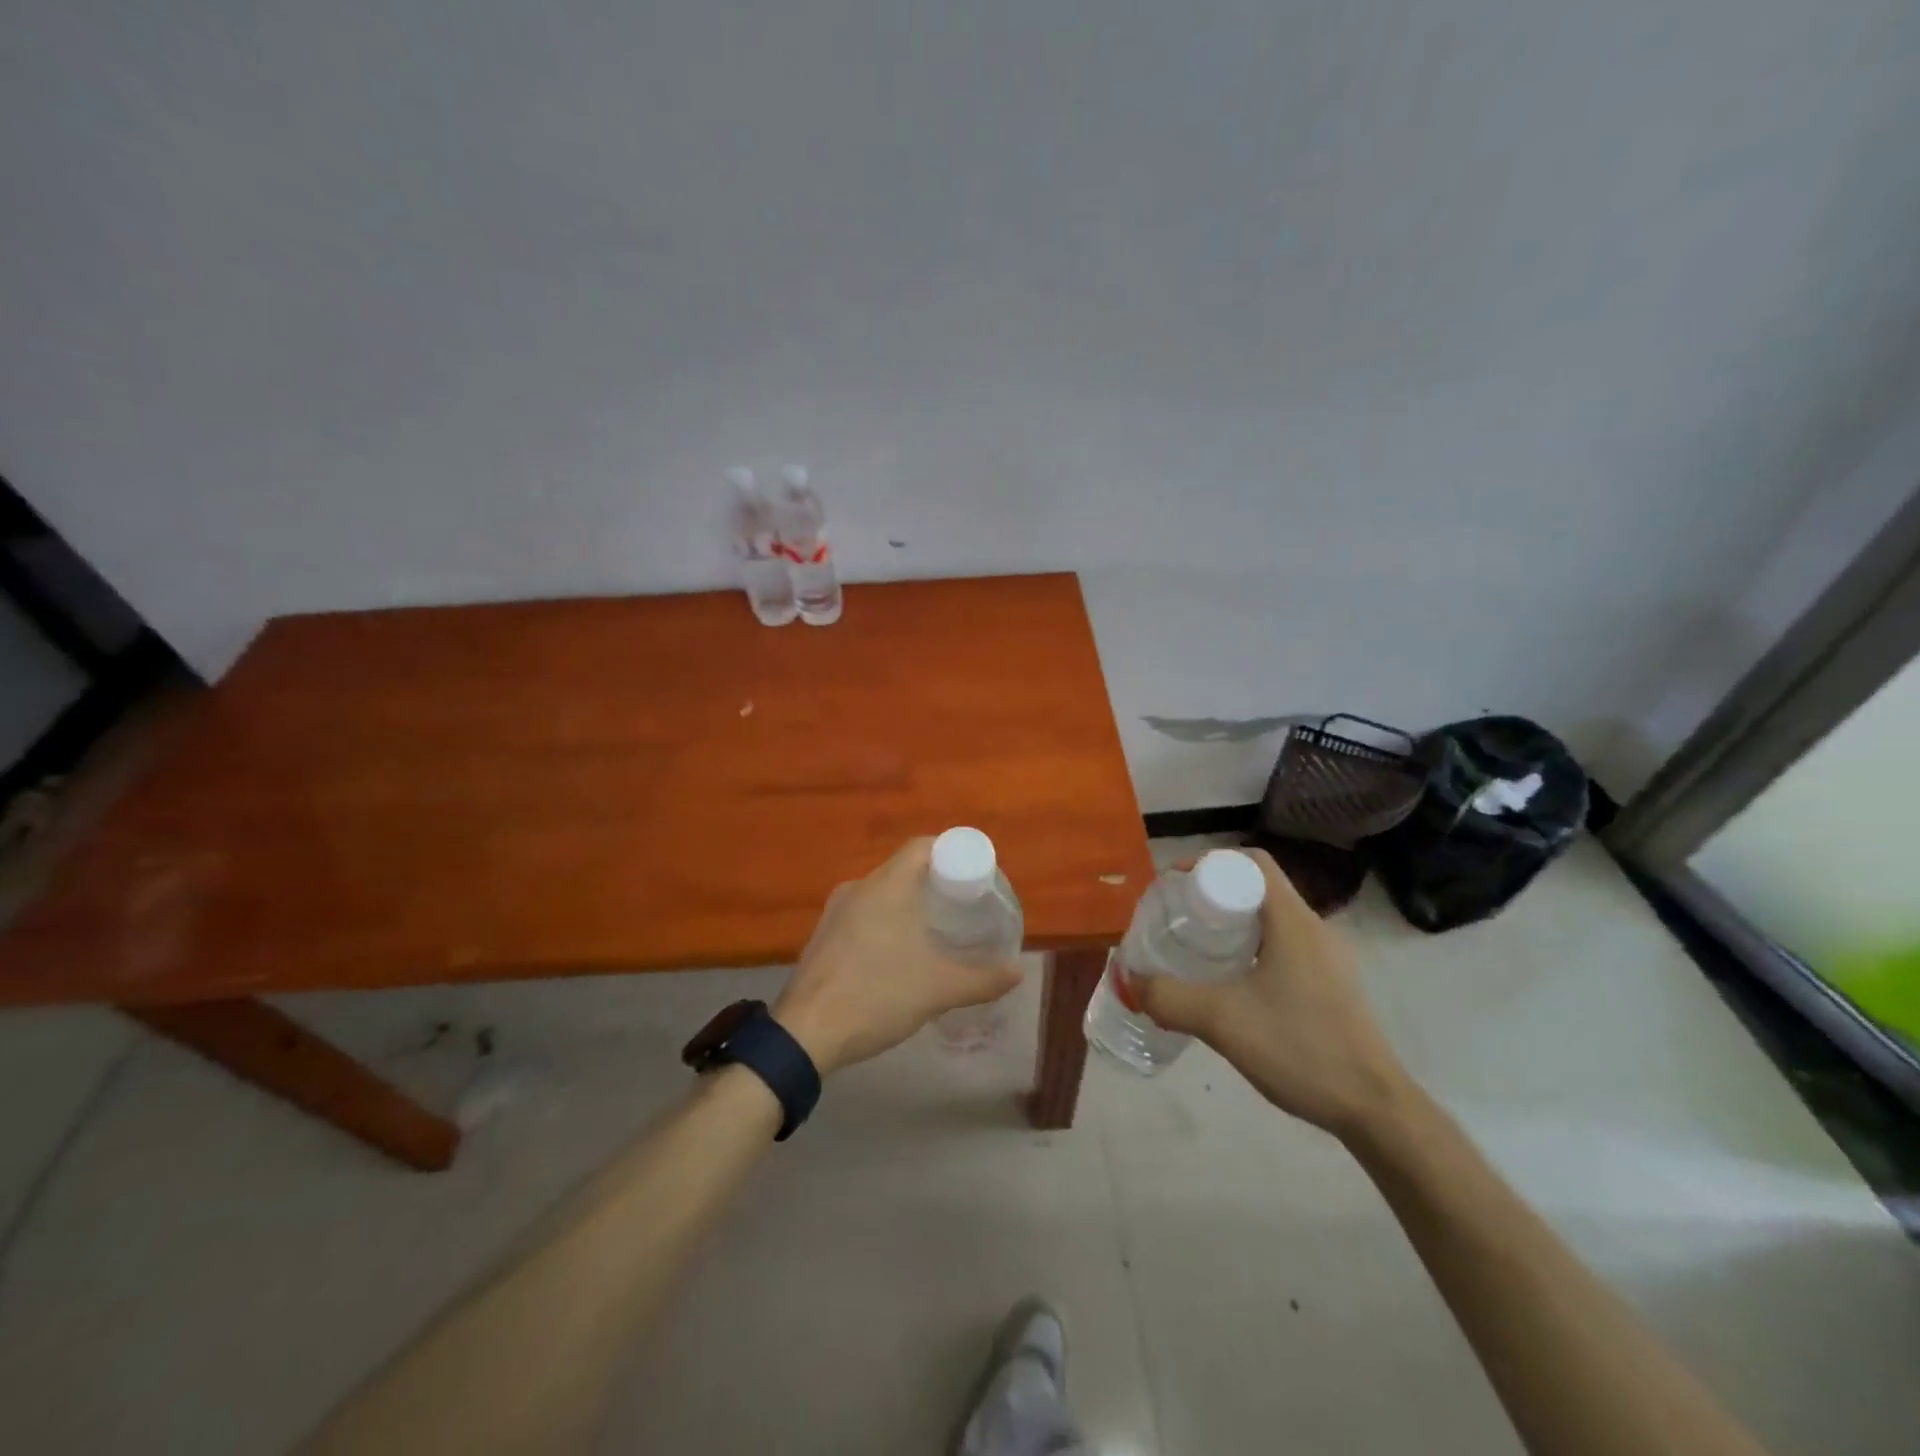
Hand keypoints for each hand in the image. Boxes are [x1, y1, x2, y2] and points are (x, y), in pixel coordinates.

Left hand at [773, 838, 1023, 1074]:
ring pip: (883, 894)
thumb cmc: (877, 995)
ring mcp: (836, 912)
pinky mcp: (823, 937)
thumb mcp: (939, 988)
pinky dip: (887, 923)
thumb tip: (1018, 971)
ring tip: (937, 933)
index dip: (953, 853)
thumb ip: (983, 978)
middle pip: (905, 869)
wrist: (806, 1034)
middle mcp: (859, 888)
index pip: (923, 846)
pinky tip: (899, 957)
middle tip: (964, 908)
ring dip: (910, 906)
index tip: (975, 878)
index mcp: (886, 885)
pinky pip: (864, 915)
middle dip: (937, 884)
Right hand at [1135, 848, 1410, 1138]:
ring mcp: (1328, 960)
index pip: (1252, 863)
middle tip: (1177, 918)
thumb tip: (1130, 982)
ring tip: (1196, 949)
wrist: (1375, 1109)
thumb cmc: (1300, 1048)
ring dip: (1231, 926)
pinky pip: (1283, 948)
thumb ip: (1169, 998)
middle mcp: (1314, 930)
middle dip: (1213, 896)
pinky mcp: (1331, 987)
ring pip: (1270, 921)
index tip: (1174, 884)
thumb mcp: (1222, 1021)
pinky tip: (1230, 986)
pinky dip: (1250, 951)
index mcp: (1293, 921)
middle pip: (1258, 889)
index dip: (1209, 862)